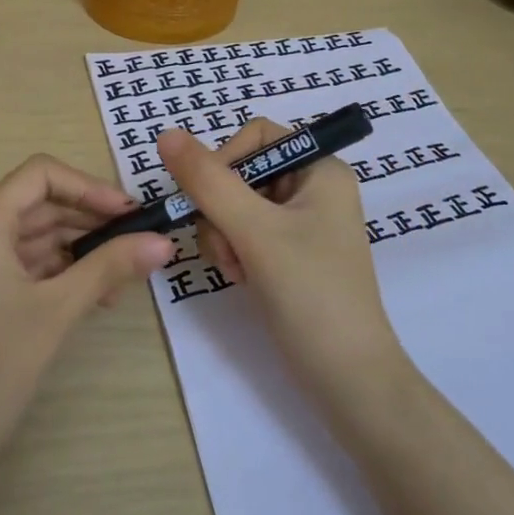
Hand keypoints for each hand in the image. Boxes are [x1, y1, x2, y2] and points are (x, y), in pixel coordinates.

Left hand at [0, 155, 171, 474]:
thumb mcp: (58, 310)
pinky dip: (60, 272)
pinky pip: (25, 266)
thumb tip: (163, 241)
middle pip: (39, 204)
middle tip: (138, 241)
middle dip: (90, 219)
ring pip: (35, 237)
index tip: (128, 213)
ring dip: (79, 249)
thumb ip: (109, 267)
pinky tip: (95, 297)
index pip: (40, 174)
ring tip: (123, 274)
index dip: (87, 186)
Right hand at [159, 120, 405, 399]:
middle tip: (227, 248)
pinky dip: (233, 251)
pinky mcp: (290, 252)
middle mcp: (313, 187)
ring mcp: (301, 222)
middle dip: (221, 209)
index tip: (209, 200)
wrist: (347, 379)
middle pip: (241, 171)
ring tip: (238, 270)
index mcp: (321, 168)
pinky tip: (242, 278)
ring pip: (235, 204)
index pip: (256, 136)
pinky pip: (244, 232)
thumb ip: (208, 181)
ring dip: (223, 234)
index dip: (225, 161)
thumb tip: (166, 134)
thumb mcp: (255, 232)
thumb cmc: (310, 294)